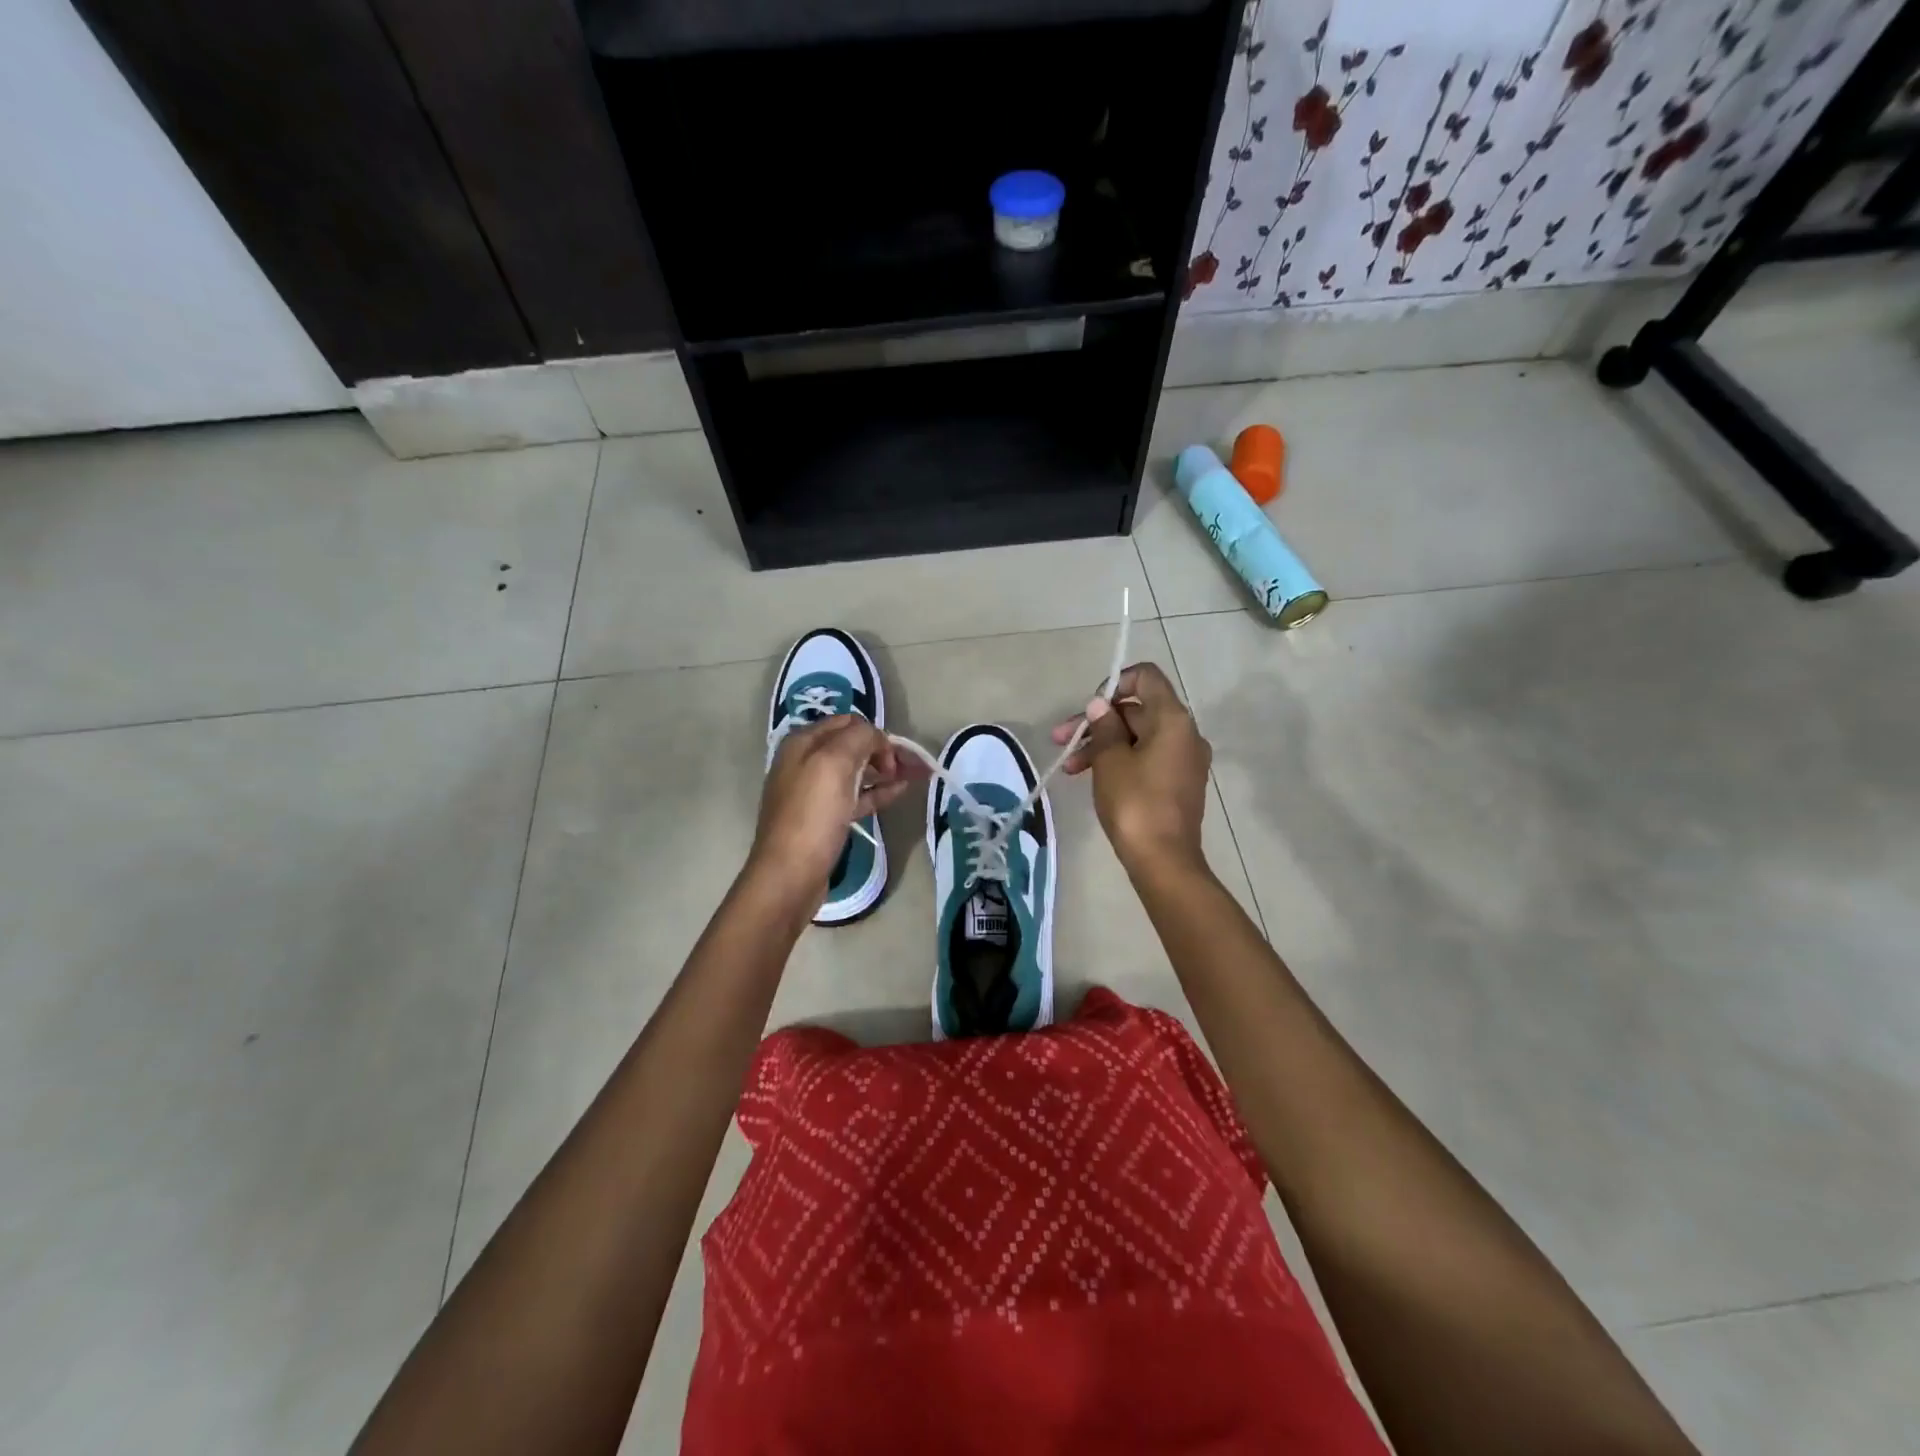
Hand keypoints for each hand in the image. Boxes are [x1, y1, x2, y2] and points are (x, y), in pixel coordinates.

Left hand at [748, 716, 917, 900]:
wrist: (790, 874)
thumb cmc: (812, 815)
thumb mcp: (834, 763)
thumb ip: (858, 738)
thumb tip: (877, 738)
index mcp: (803, 743)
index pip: (848, 722)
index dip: (876, 734)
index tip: (896, 755)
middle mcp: (805, 762)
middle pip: (852, 746)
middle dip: (883, 751)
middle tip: (912, 766)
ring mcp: (813, 792)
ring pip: (855, 772)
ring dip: (883, 770)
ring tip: (913, 777)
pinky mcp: (823, 818)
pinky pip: (854, 796)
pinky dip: (876, 791)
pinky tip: (898, 792)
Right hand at [1051, 662, 1212, 875]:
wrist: (1163, 860)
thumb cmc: (1135, 803)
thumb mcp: (1110, 760)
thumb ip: (1104, 726)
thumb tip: (1101, 705)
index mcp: (1173, 719)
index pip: (1146, 677)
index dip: (1115, 683)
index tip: (1090, 707)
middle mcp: (1185, 733)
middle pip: (1137, 710)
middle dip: (1097, 722)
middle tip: (1061, 739)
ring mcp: (1184, 759)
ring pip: (1138, 737)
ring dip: (1102, 745)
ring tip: (1069, 767)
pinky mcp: (1178, 782)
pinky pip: (1147, 758)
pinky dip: (1120, 760)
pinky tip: (1091, 777)